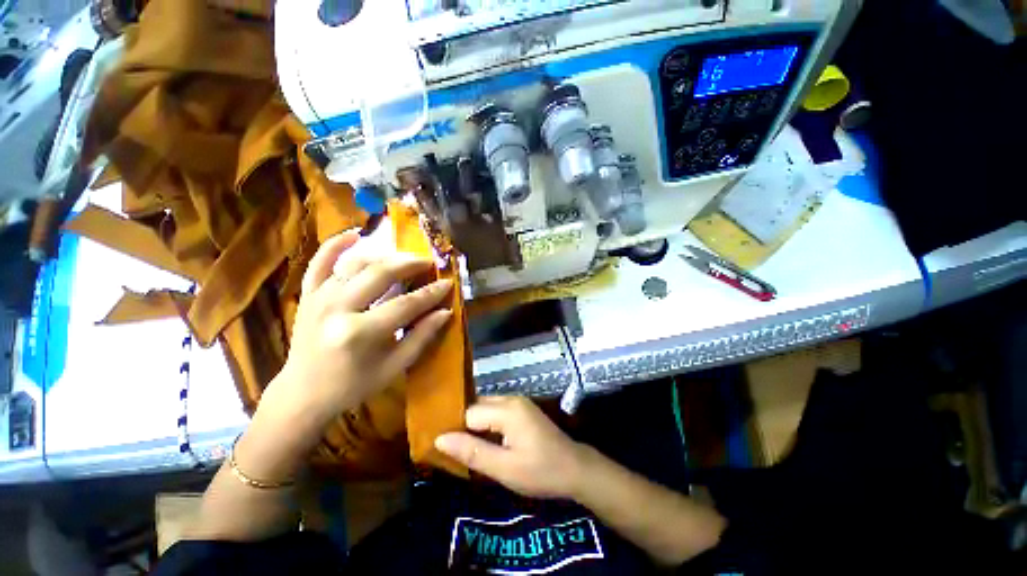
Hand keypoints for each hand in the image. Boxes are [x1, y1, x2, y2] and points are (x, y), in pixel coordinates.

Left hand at [262, 230, 453, 425]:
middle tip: (429, 263)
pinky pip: (319, 262)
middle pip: (380, 274)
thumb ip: (422, 337)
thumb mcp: (394, 367)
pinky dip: (335, 245)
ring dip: (384, 256)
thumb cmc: (354, 385)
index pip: (406, 304)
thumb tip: (446, 311)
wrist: (303, 394)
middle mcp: (337, 309)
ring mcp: (318, 298)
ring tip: (404, 259)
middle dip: (410, 264)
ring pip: (355, 264)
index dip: (431, 293)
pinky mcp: (308, 295)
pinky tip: (354, 234)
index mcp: (360, 333)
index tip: (448, 283)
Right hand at [434, 397, 588, 499]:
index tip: (441, 449)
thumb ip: (472, 452)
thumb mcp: (504, 468)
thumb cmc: (540, 472)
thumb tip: (440, 439)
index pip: (469, 413)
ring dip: (474, 425)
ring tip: (463, 448)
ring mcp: (518, 402)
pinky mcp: (521, 409)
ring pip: (485, 408)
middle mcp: (511, 399)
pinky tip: (482, 441)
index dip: (454, 430)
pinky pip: (495, 411)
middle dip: (463, 426)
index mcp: (507, 409)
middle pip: (476, 406)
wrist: (574, 468)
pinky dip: (486, 424)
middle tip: (450, 450)